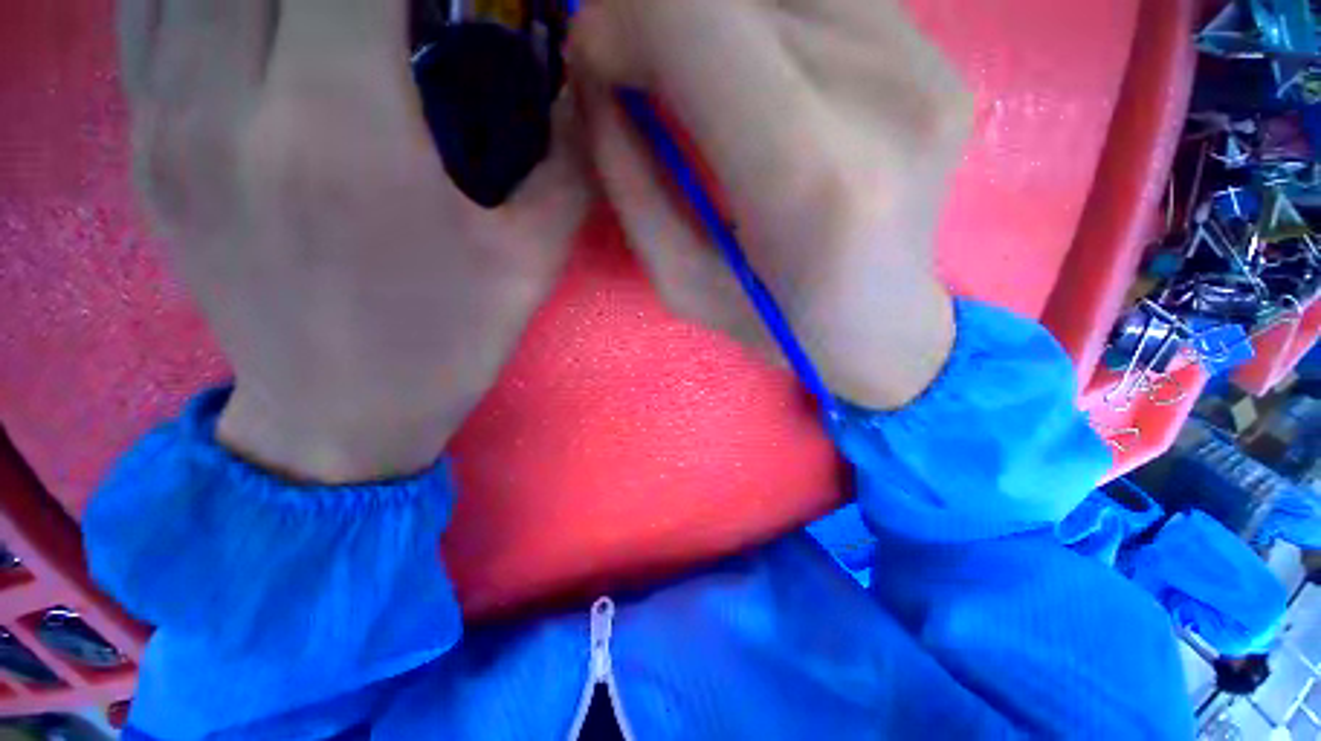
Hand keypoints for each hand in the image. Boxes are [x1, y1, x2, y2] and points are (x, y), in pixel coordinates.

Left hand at [121, 0, 588, 481]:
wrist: (337, 418)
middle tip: (397, 6)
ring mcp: (166, 119)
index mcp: (343, 136)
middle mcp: (230, 103)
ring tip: (328, 10)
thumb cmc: (446, 347)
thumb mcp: (529, 267)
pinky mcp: (145, 144)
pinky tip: (252, 8)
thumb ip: (566, 172)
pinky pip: (146, 7)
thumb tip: (584, 96)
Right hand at [573, 0, 969, 409]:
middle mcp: (883, 96)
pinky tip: (763, 81)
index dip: (623, 21)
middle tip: (642, 74)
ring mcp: (925, 66)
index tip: (598, 64)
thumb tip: (593, 81)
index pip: (696, 22)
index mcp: (809, 178)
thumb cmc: (778, 325)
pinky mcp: (939, 58)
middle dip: (659, 20)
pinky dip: (767, 24)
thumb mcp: (681, 284)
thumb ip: (630, 184)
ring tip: (707, 89)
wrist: (882, 326)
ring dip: (715, 22)